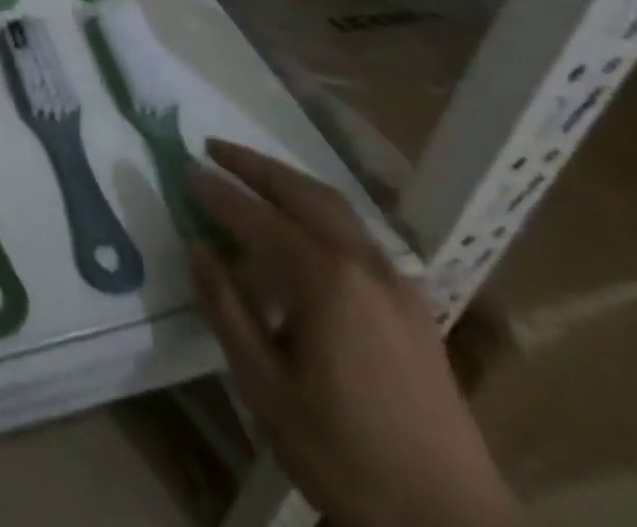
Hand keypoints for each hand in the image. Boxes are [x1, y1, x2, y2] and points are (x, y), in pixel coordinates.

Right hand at [188, 140, 520, 526]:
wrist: (451, 524)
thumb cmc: (345, 455)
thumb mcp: (265, 389)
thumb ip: (226, 310)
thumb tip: (196, 247)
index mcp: (324, 280)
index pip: (256, 217)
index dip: (217, 192)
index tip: (185, 169)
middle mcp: (362, 263)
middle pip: (301, 192)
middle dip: (254, 165)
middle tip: (213, 147)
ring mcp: (395, 280)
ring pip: (335, 206)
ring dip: (288, 180)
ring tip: (253, 172)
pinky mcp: (413, 302)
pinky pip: (357, 232)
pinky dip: (320, 210)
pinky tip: (306, 227)